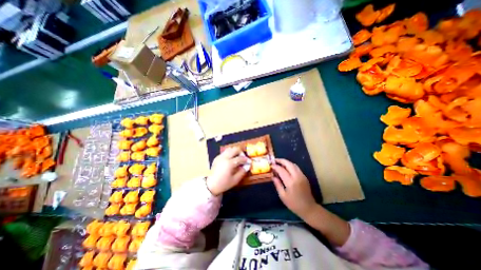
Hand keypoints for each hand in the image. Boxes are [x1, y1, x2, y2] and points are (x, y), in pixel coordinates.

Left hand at [205, 147, 247, 196]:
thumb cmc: (224, 184)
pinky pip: (225, 152)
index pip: (240, 158)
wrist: (211, 185)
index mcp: (229, 163)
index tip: (249, 162)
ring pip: (230, 149)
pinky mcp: (217, 157)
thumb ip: (242, 171)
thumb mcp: (235, 180)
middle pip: (235, 149)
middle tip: (243, 158)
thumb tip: (248, 165)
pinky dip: (230, 153)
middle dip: (241, 152)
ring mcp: (220, 157)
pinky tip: (231, 160)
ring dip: (235, 152)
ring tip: (237, 158)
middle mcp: (224, 157)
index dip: (246, 160)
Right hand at [270, 158, 317, 218]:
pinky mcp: (304, 177)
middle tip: (274, 160)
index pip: (281, 170)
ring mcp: (302, 176)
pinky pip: (296, 168)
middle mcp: (297, 176)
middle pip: (288, 164)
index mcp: (290, 182)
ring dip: (286, 162)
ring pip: (293, 164)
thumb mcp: (283, 196)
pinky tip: (286, 168)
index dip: (275, 166)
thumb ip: (277, 184)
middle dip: (281, 160)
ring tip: (279, 163)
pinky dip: (290, 165)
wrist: (309, 208)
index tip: (271, 165)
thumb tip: (273, 176)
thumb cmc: (294, 204)